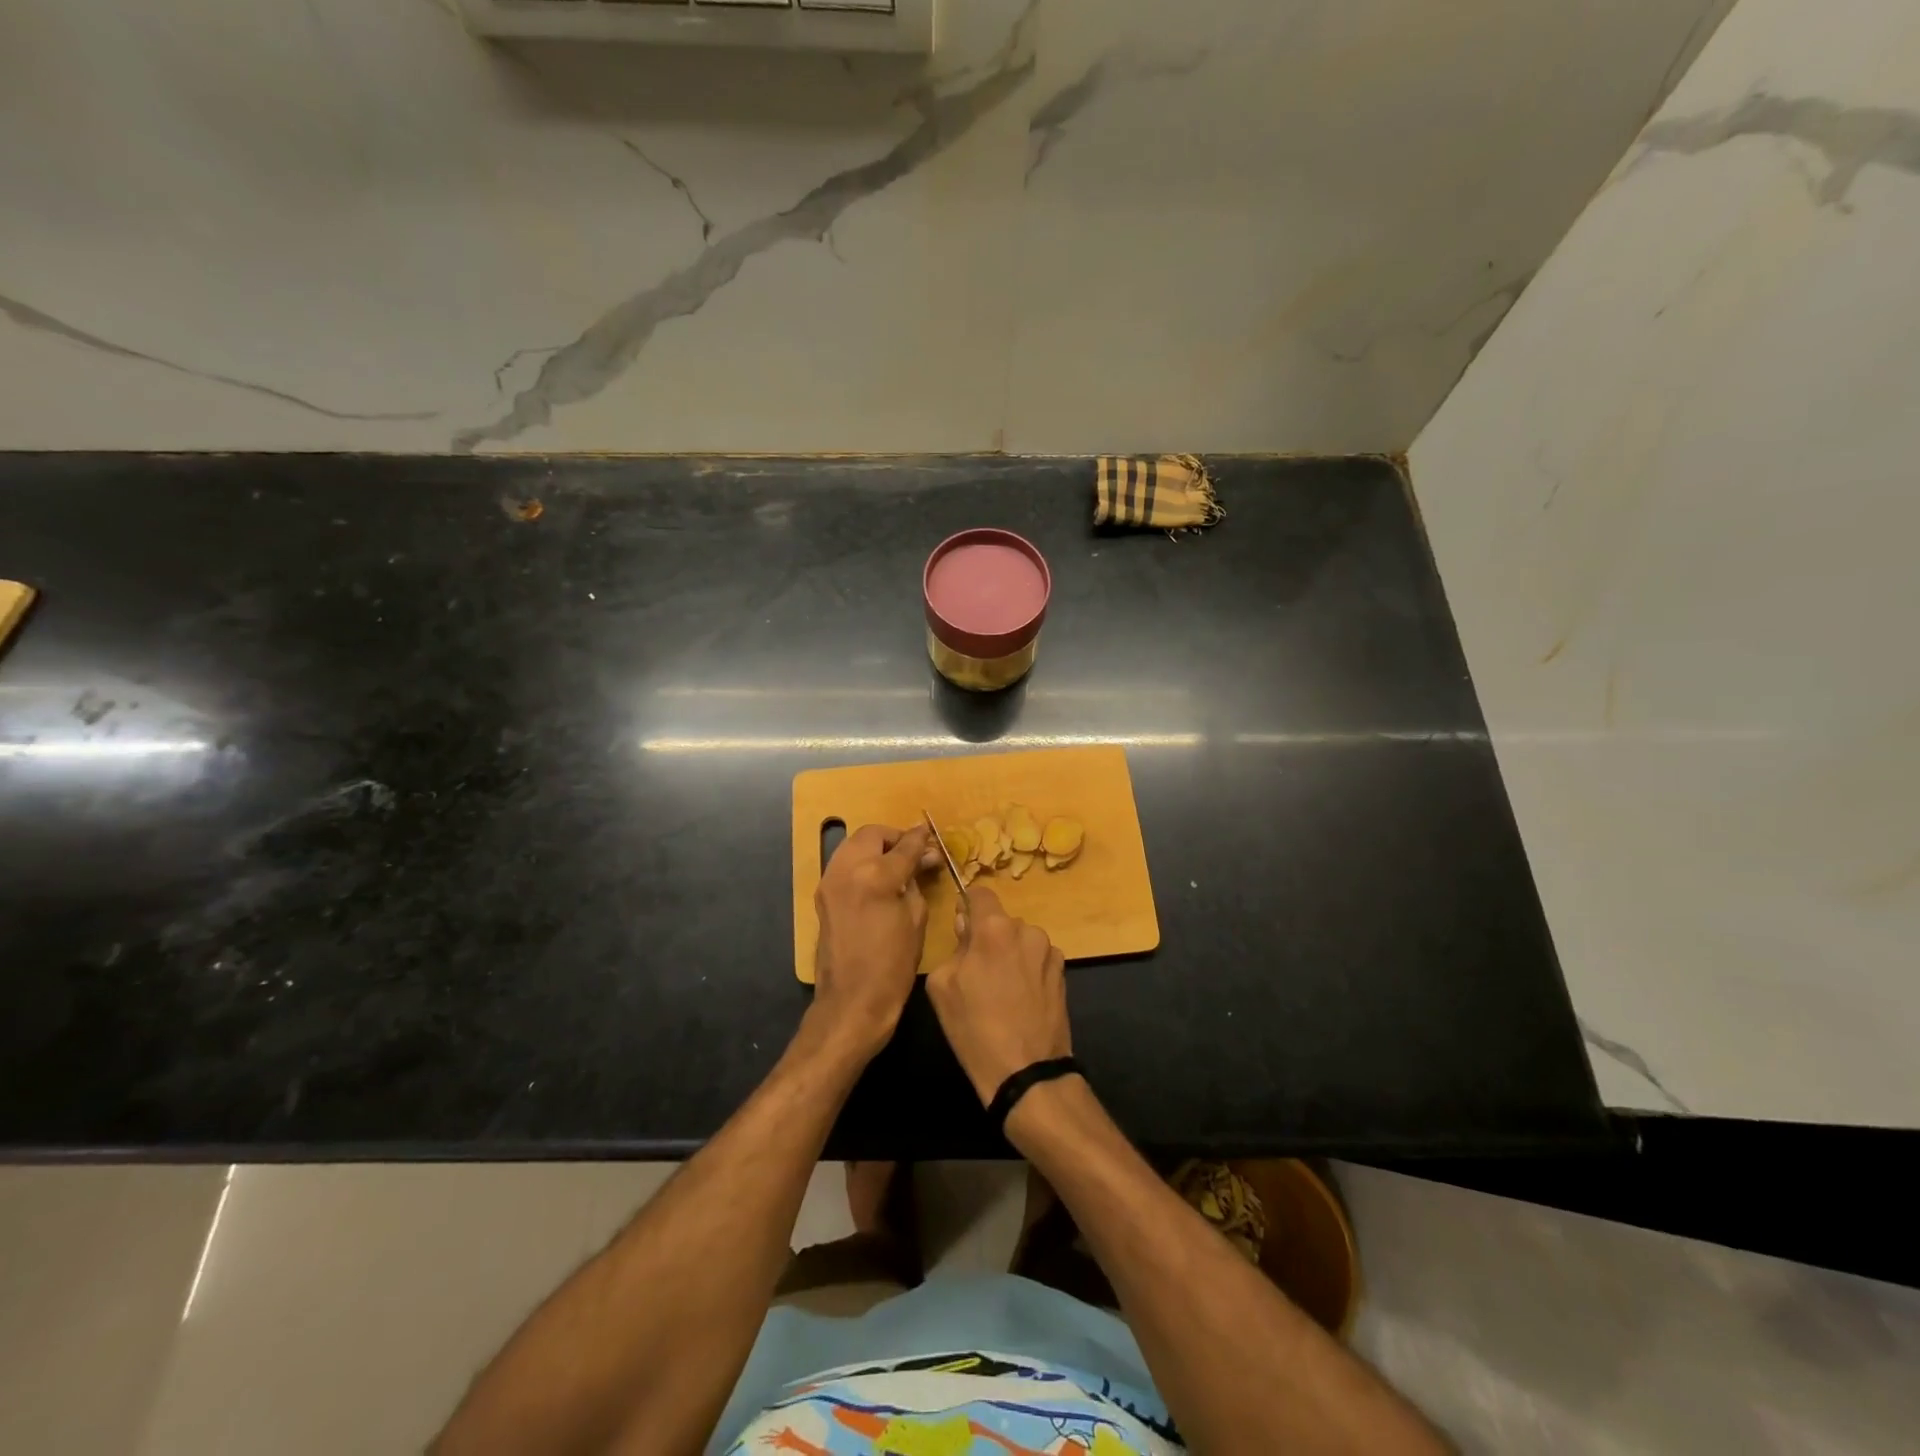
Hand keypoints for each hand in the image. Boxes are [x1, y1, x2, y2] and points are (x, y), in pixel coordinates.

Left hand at [811, 823, 939, 1057]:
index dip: (921, 839)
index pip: (904, 845)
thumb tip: (924, 859)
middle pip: (872, 835)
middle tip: (913, 851)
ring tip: (896, 863)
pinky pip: (843, 863)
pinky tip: (877, 878)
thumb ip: (917, 881)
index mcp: (876, 876)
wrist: (852, 1001)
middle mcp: (848, 869)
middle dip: (894, 838)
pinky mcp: (822, 894)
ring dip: (875, 846)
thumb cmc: (893, 965)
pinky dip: (861, 861)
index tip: (932, 836)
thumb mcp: (916, 919)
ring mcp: (830, 881)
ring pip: (853, 844)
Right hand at [926, 888, 1070, 1105]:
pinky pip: (1037, 959)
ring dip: (1010, 953)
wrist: (1026, 1072)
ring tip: (1001, 990)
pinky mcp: (1063, 973)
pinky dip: (1027, 970)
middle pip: (1001, 921)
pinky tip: (1021, 999)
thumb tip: (967, 929)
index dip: (968, 906)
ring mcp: (1049, 951)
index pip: (980, 893)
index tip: (961, 927)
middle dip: (988, 937)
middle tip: (976, 970)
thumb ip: (954, 947)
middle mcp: (1027, 930)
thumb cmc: (975, 1028)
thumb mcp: (942, 986)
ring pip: (1021, 940)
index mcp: (994, 928)